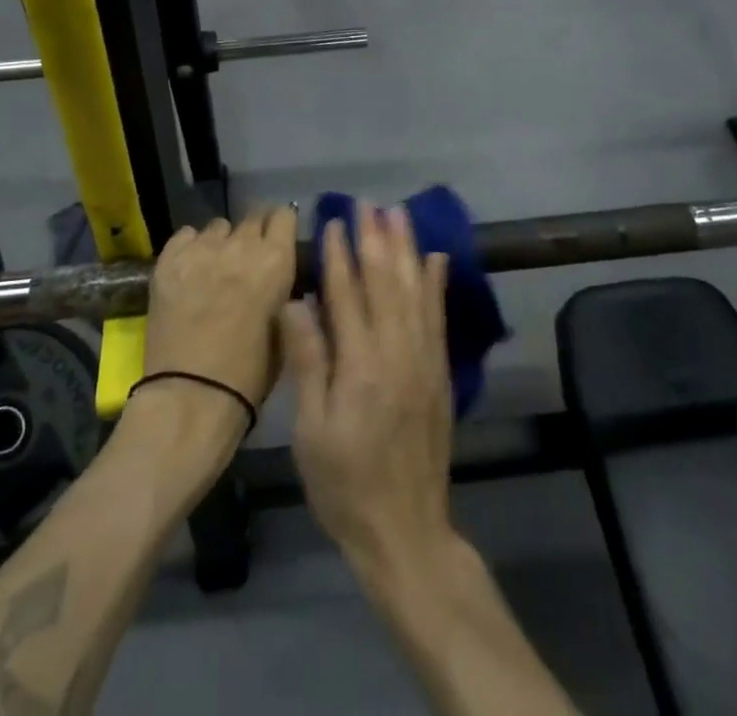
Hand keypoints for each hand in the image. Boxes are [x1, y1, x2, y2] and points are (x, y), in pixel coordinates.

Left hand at [141, 206, 298, 408]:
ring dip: (222, 243)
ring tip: (215, 269)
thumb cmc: (248, 376)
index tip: (278, 240)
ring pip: (218, 227)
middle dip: (253, 234)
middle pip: (251, 217)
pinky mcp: (168, 260)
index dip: (281, 226)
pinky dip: (191, 248)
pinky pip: (185, 236)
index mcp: (276, 261)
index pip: (284, 215)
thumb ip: (283, 292)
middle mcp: (240, 245)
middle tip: (247, 260)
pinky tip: (189, 272)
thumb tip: (278, 276)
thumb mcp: (283, 330)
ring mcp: (201, 249)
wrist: (190, 397)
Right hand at [280, 207, 457, 590]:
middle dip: (375, 239)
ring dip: (406, 249)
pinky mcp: (440, 374)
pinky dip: (436, 284)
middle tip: (368, 203)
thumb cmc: (345, 484)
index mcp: (360, 366)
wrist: (406, 532)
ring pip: (415, 291)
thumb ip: (308, 361)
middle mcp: (397, 353)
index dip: (339, 255)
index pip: (347, 295)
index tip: (333, 221)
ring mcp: (424, 361)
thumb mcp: (312, 431)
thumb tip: (296, 302)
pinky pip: (438, 318)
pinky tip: (435, 259)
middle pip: (385, 282)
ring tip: (399, 214)